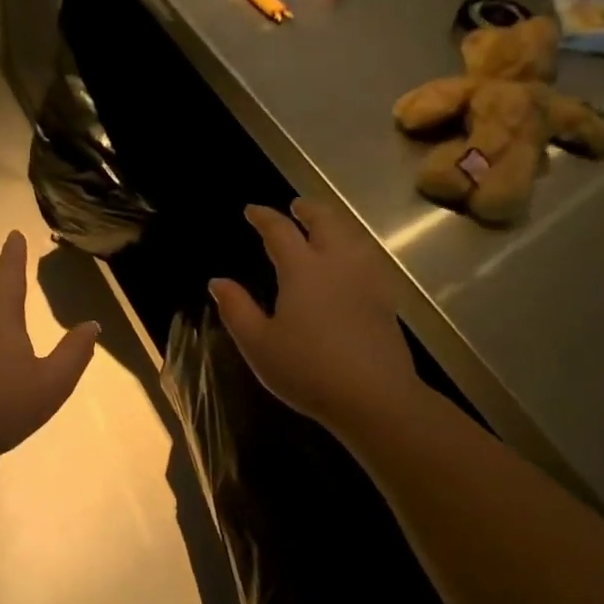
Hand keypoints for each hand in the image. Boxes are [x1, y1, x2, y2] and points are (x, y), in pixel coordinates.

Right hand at [209, 200, 423, 432]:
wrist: (374, 397)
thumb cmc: (307, 369)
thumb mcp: (258, 344)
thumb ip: (237, 309)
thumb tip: (218, 281)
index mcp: (302, 270)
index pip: (280, 231)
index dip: (264, 217)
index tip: (252, 210)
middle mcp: (337, 264)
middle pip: (326, 222)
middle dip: (309, 210)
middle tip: (297, 206)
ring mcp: (367, 281)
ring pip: (353, 237)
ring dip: (335, 225)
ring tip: (325, 227)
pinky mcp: (385, 300)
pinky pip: (369, 259)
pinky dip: (355, 248)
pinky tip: (352, 263)